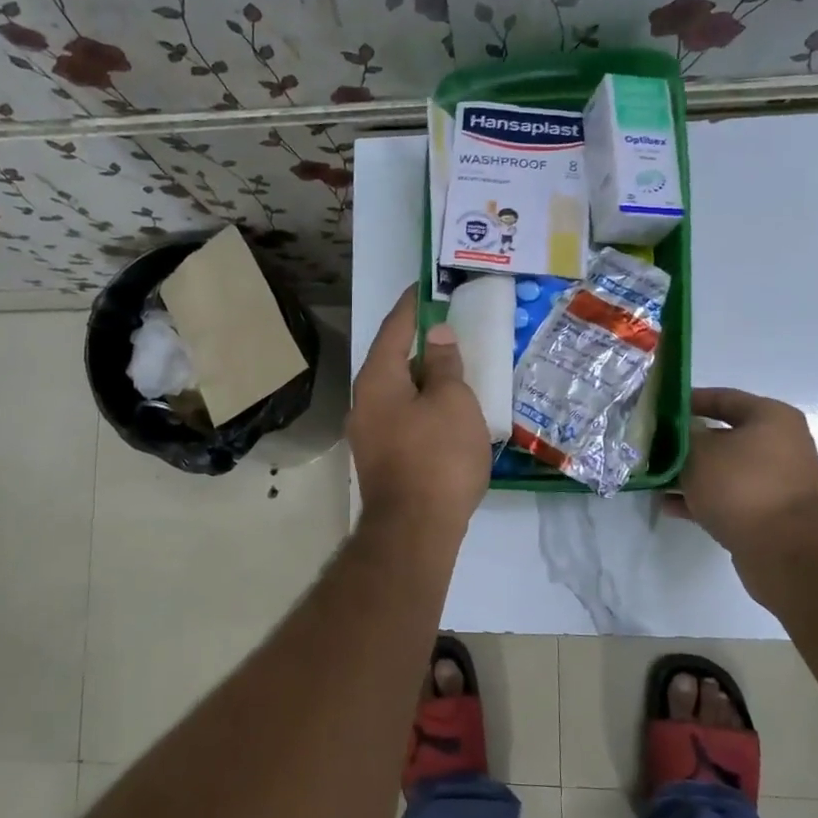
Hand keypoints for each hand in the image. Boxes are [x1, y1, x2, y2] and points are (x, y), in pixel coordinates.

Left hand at [349, 287, 491, 537]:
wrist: (415, 530)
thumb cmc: (437, 457)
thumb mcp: (453, 402)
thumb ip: (445, 365)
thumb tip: (437, 337)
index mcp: (377, 380)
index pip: (394, 330)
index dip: (412, 307)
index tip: (425, 287)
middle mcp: (364, 403)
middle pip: (392, 361)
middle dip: (419, 345)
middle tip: (448, 328)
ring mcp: (369, 435)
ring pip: (398, 393)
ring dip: (423, 379)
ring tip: (453, 368)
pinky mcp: (382, 459)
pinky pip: (403, 418)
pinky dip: (423, 406)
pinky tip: (446, 412)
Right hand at [665, 387, 817, 589]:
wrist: (782, 550)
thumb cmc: (741, 486)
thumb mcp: (699, 452)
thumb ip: (682, 435)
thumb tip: (679, 431)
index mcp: (772, 418)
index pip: (724, 397)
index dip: (689, 400)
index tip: (659, 408)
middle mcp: (781, 445)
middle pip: (724, 435)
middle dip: (686, 442)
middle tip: (654, 445)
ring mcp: (777, 481)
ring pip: (724, 469)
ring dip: (691, 473)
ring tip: (656, 478)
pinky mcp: (769, 512)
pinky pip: (729, 496)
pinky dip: (702, 498)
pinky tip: (669, 505)